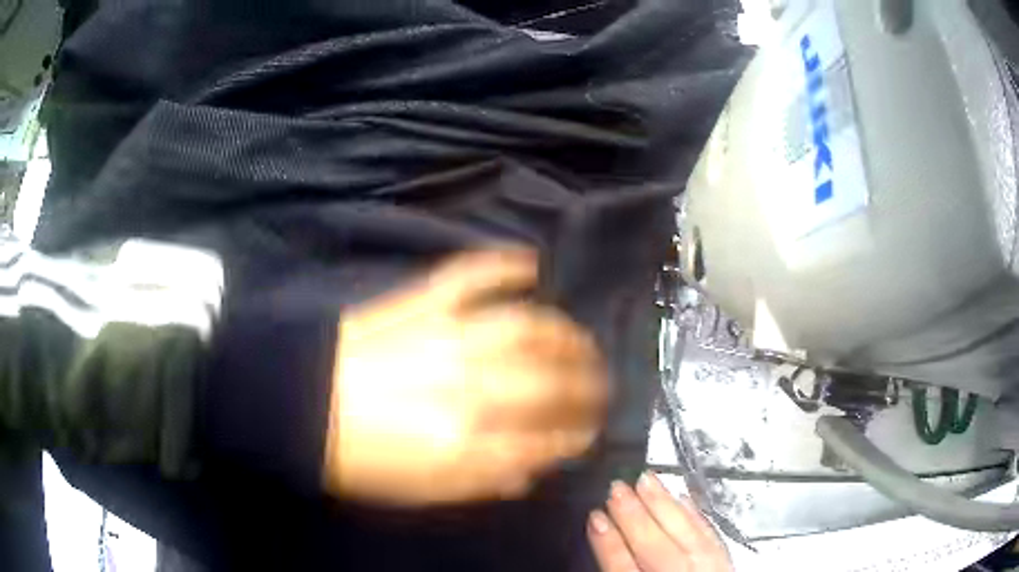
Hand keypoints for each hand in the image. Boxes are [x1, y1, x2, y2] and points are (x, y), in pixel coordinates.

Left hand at [323, 248, 608, 505]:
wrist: (297, 406)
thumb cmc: (354, 457)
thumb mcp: (418, 491)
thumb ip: (481, 482)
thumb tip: (528, 471)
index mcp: (464, 444)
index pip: (543, 441)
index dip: (573, 438)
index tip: (587, 433)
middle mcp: (468, 388)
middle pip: (548, 383)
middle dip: (586, 387)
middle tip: (601, 386)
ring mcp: (446, 336)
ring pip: (525, 327)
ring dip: (564, 334)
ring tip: (582, 340)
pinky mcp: (420, 303)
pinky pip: (470, 276)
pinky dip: (502, 265)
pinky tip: (530, 264)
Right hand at [588, 472, 732, 571]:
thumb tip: (604, 545)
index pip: (624, 571)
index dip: (609, 545)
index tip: (594, 517)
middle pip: (656, 551)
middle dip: (634, 518)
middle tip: (616, 488)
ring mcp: (708, 571)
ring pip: (686, 536)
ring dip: (664, 507)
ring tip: (646, 480)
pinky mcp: (726, 562)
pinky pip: (710, 536)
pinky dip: (694, 516)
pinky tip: (682, 498)